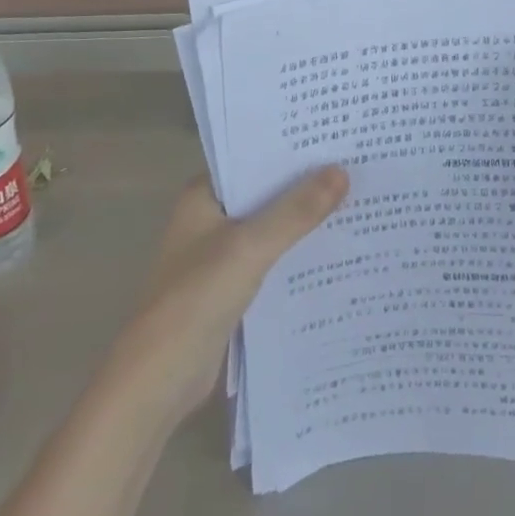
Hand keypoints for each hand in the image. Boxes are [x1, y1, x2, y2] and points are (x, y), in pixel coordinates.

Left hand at [104, 169, 348, 420]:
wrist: (159, 380)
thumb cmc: (196, 298)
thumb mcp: (250, 247)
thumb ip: (296, 211)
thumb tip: (342, 170)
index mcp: (203, 196)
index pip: (251, 158)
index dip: (290, 148)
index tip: (333, 135)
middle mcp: (209, 218)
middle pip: (264, 192)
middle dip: (304, 183)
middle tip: (355, 164)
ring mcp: (219, 255)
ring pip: (270, 227)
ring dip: (303, 220)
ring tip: (355, 200)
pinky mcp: (230, 288)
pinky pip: (271, 259)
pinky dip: (295, 254)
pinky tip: (334, 250)